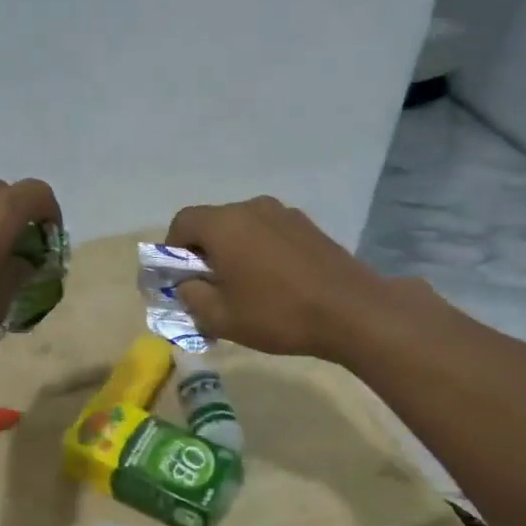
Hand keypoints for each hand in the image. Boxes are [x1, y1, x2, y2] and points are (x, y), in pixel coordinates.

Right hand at [164, 196, 412, 362]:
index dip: (172, 250)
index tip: (180, 279)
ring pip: (243, 228)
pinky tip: (276, 283)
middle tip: (210, 287)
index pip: (182, 222)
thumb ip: (191, 296)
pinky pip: (270, 233)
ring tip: (246, 287)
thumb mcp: (220, 317)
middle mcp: (251, 208)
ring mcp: (284, 214)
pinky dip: (261, 251)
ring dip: (234, 251)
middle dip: (204, 252)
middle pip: (213, 223)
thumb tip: (187, 284)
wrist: (352, 312)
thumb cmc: (277, 314)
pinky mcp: (308, 226)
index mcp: (224, 224)